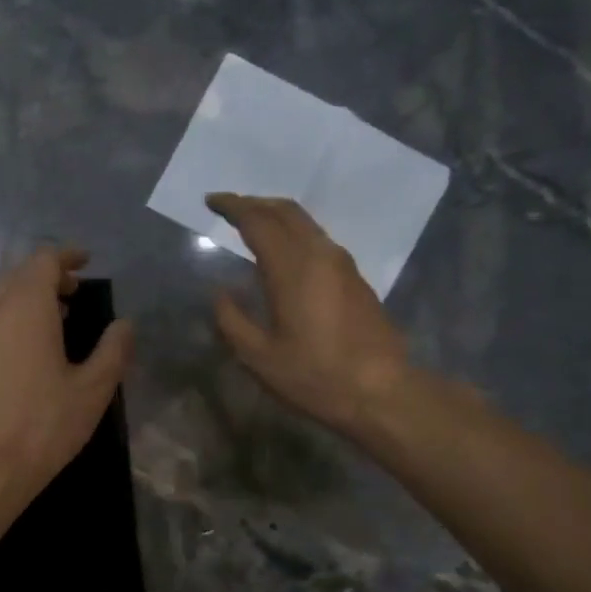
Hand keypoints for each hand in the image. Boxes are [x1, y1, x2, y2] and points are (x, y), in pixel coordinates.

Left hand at [0, 246, 134, 504]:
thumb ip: (113, 350)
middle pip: (20, 275)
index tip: (87, 262)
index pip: (43, 261)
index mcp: (27, 308)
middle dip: (49, 274)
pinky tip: (36, 346)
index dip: (67, 256)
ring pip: (4, 298)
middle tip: (76, 289)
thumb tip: (125, 325)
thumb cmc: (45, 423)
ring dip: (31, 297)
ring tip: (61, 315)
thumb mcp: (93, 389)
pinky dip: (17, 318)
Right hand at [207, 193, 417, 436]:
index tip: (211, 201)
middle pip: (286, 211)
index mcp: (292, 269)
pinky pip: (317, 239)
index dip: (233, 206)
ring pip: (306, 223)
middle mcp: (319, 255)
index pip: (258, 221)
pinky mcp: (354, 278)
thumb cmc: (314, 376)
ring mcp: (342, 264)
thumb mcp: (259, 357)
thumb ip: (232, 320)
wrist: (379, 391)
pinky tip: (282, 253)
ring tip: (252, 225)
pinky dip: (293, 233)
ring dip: (276, 216)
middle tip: (229, 207)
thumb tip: (220, 293)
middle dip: (254, 203)